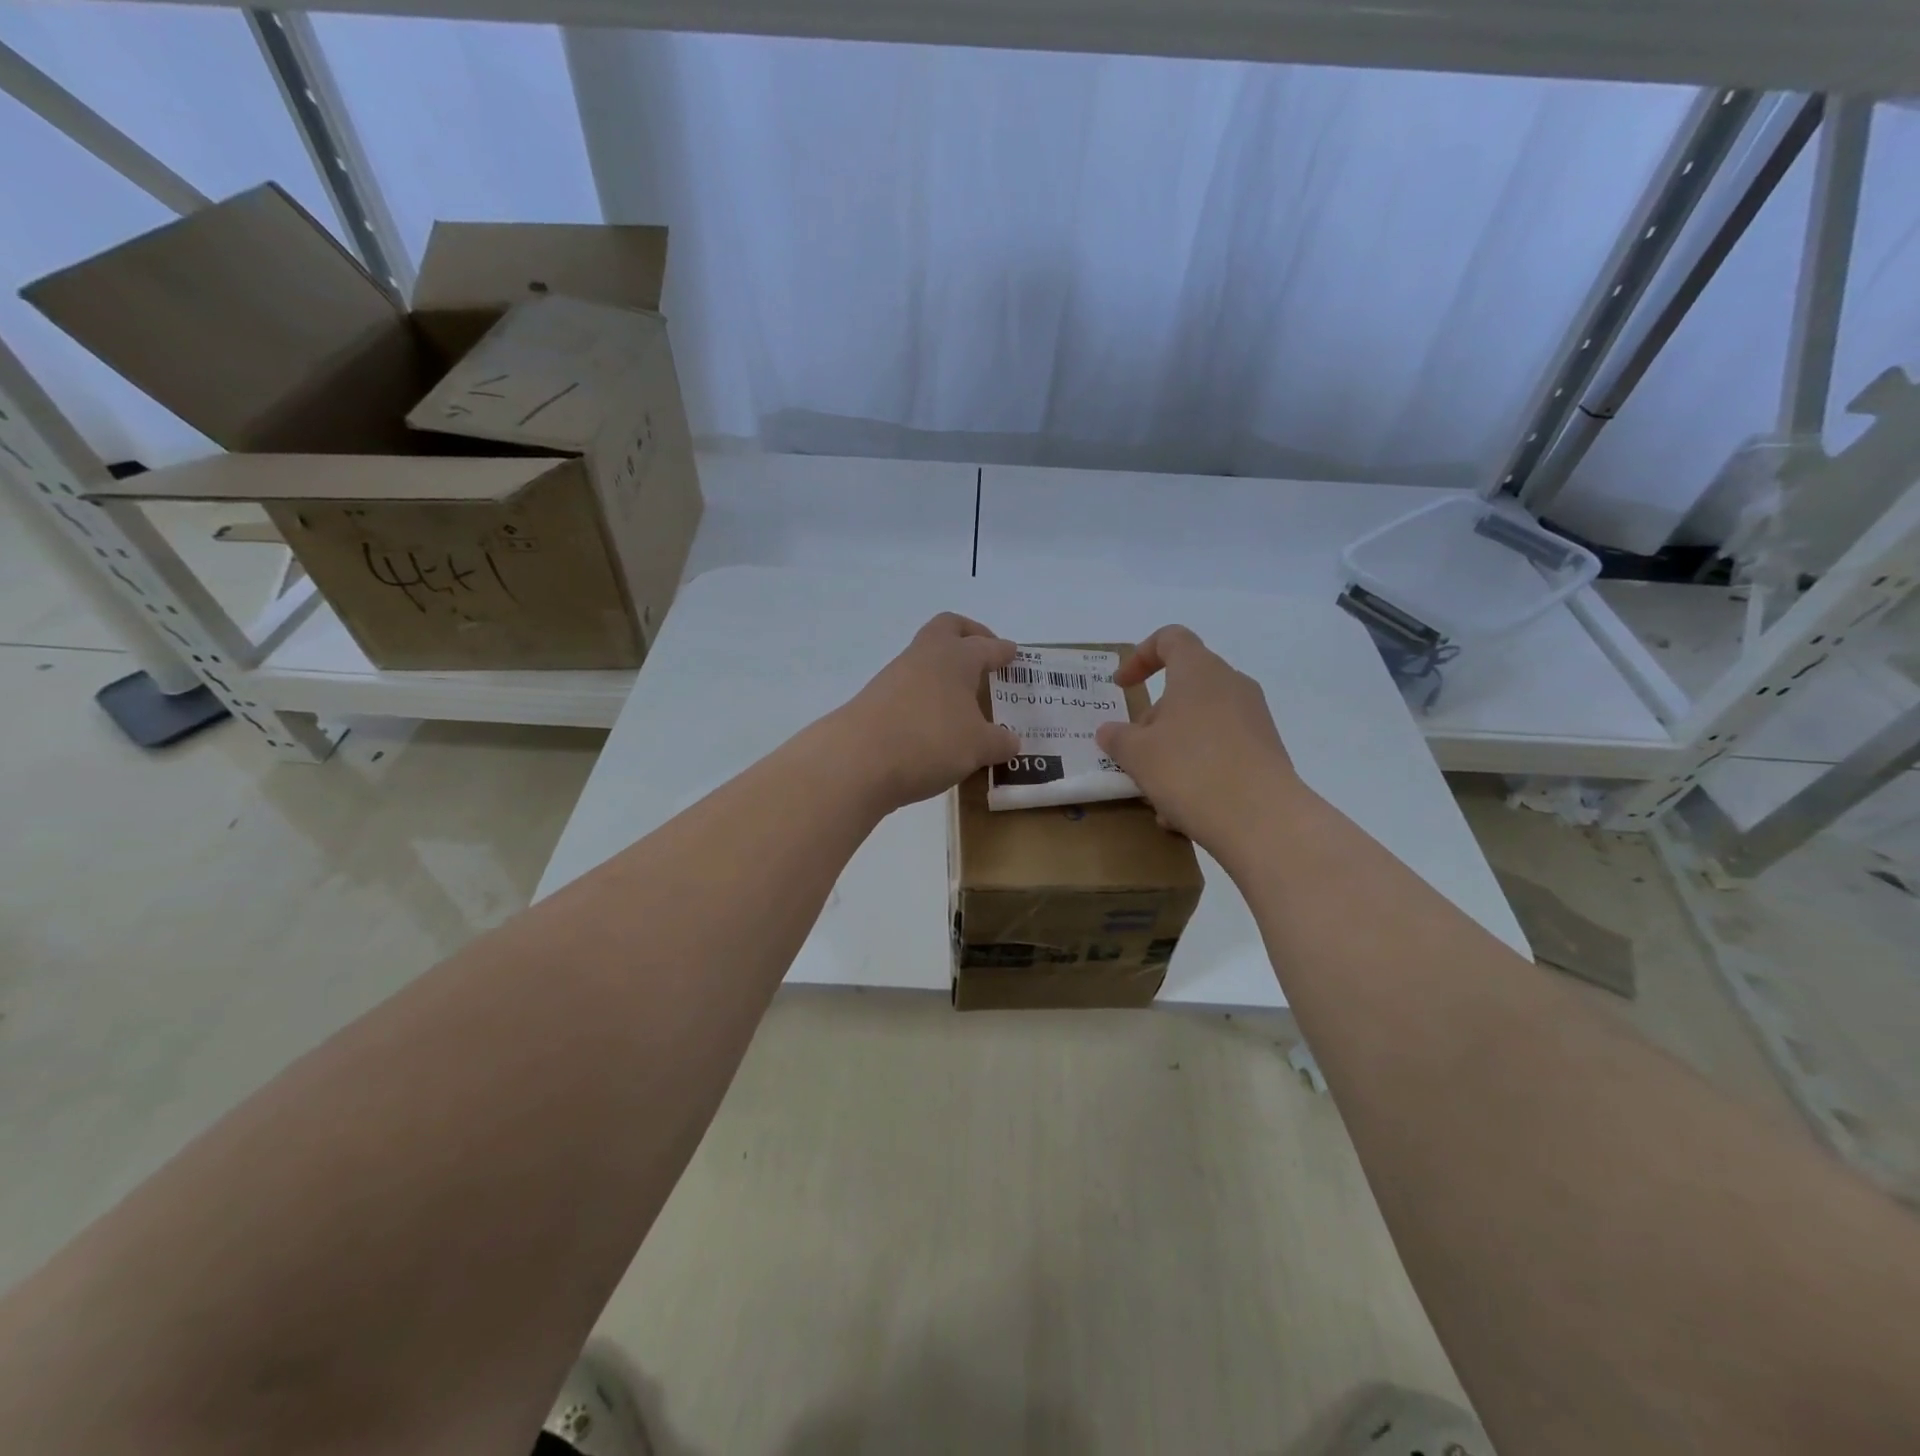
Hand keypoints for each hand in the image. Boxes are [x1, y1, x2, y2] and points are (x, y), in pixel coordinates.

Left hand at [834, 613, 1020, 811]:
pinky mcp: (875, 701)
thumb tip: (1010, 742)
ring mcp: (895, 677)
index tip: (1014, 654)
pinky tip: (937, 725)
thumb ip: (998, 742)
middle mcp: (924, 656)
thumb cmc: (930, 741)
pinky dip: (927, 698)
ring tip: (964, 701)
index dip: (1003, 651)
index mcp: (956, 656)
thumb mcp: (977, 747)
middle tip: (985, 655)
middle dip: (969, 635)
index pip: (987, 646)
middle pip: (948, 628)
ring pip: (926, 660)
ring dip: (945, 672)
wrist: (856, 761)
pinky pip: (910, 689)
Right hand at [1095, 625, 1302, 850]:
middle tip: (1134, 752)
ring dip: (1173, 749)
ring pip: (1201, 724)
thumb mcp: (1137, 755)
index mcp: (1199, 671)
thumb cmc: (1190, 770)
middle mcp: (1232, 685)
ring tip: (1155, 791)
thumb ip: (1117, 737)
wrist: (1263, 820)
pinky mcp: (1266, 752)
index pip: (1170, 639)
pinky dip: (1198, 770)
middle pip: (1184, 688)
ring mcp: (1254, 719)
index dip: (1140, 657)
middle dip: (1154, 719)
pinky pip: (1222, 750)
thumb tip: (1110, 731)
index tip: (1122, 687)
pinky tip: (1183, 811)